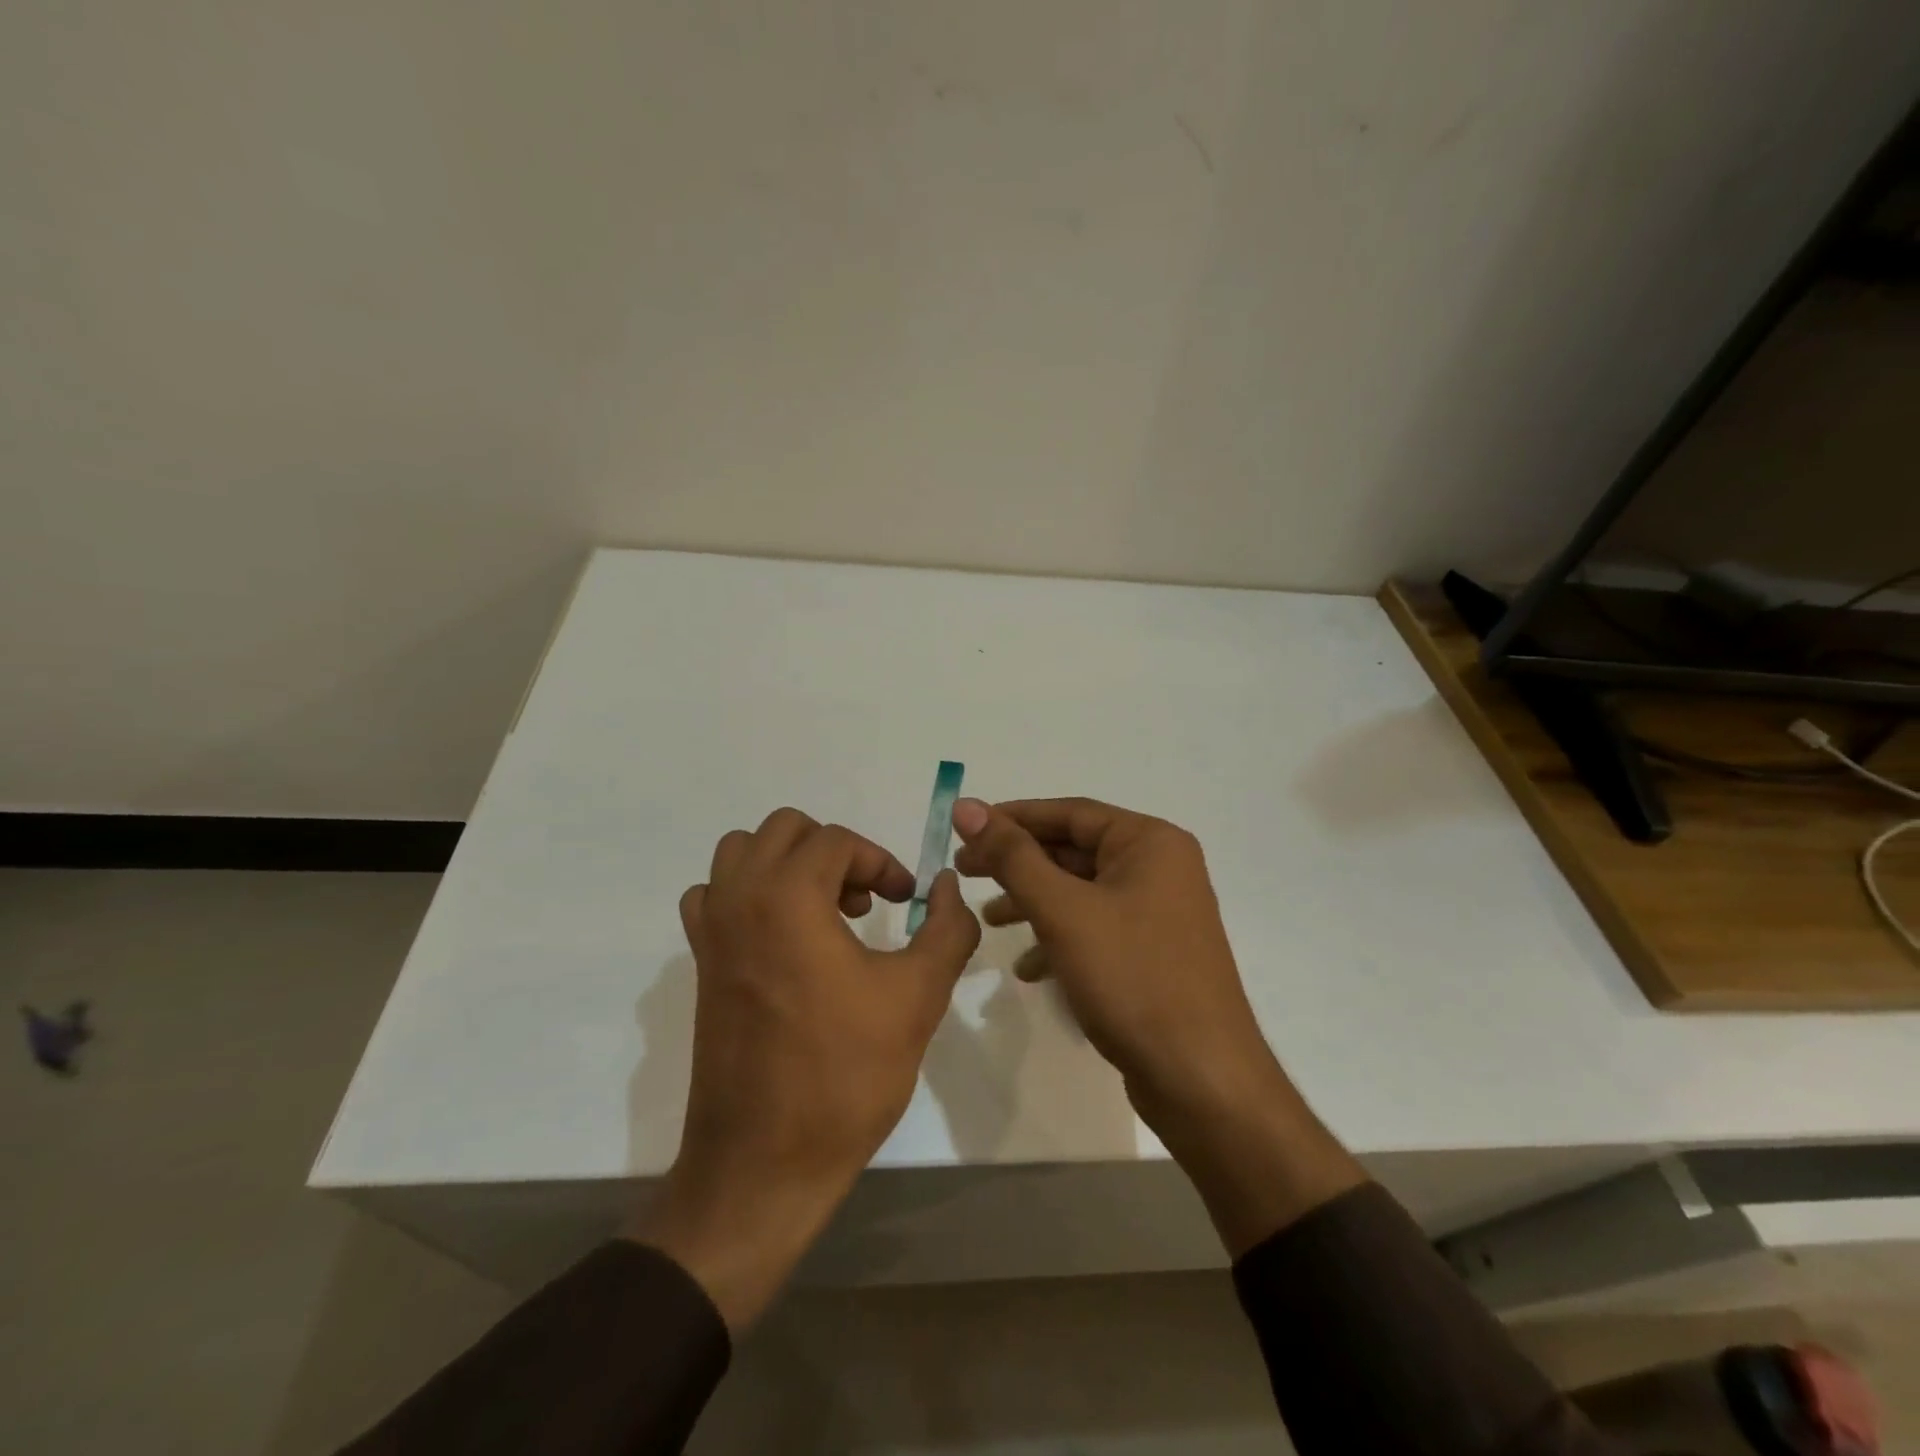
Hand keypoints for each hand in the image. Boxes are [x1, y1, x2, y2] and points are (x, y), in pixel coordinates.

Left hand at [630, 808, 979, 1328]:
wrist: (765, 1162)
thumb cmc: (846, 1074)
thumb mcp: (918, 995)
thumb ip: (947, 927)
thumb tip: (948, 884)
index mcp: (787, 896)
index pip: (837, 841)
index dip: (881, 862)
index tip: (906, 901)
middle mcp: (739, 898)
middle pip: (785, 830)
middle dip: (835, 852)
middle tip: (865, 901)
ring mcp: (710, 930)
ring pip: (742, 853)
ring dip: (788, 863)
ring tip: (824, 910)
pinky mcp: (700, 963)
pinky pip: (715, 896)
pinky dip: (749, 893)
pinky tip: (781, 936)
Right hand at [951, 797, 1361, 1253]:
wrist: (1201, 1080)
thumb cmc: (1132, 979)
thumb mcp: (1063, 911)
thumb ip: (1012, 856)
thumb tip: (967, 807)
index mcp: (1149, 842)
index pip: (1069, 813)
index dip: (1011, 817)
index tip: (963, 827)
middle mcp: (1159, 867)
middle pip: (1074, 850)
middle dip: (1018, 863)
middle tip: (964, 872)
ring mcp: (1158, 912)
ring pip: (1081, 892)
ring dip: (1033, 902)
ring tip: (988, 920)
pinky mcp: (1152, 953)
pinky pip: (1096, 928)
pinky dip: (1059, 938)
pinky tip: (1029, 968)